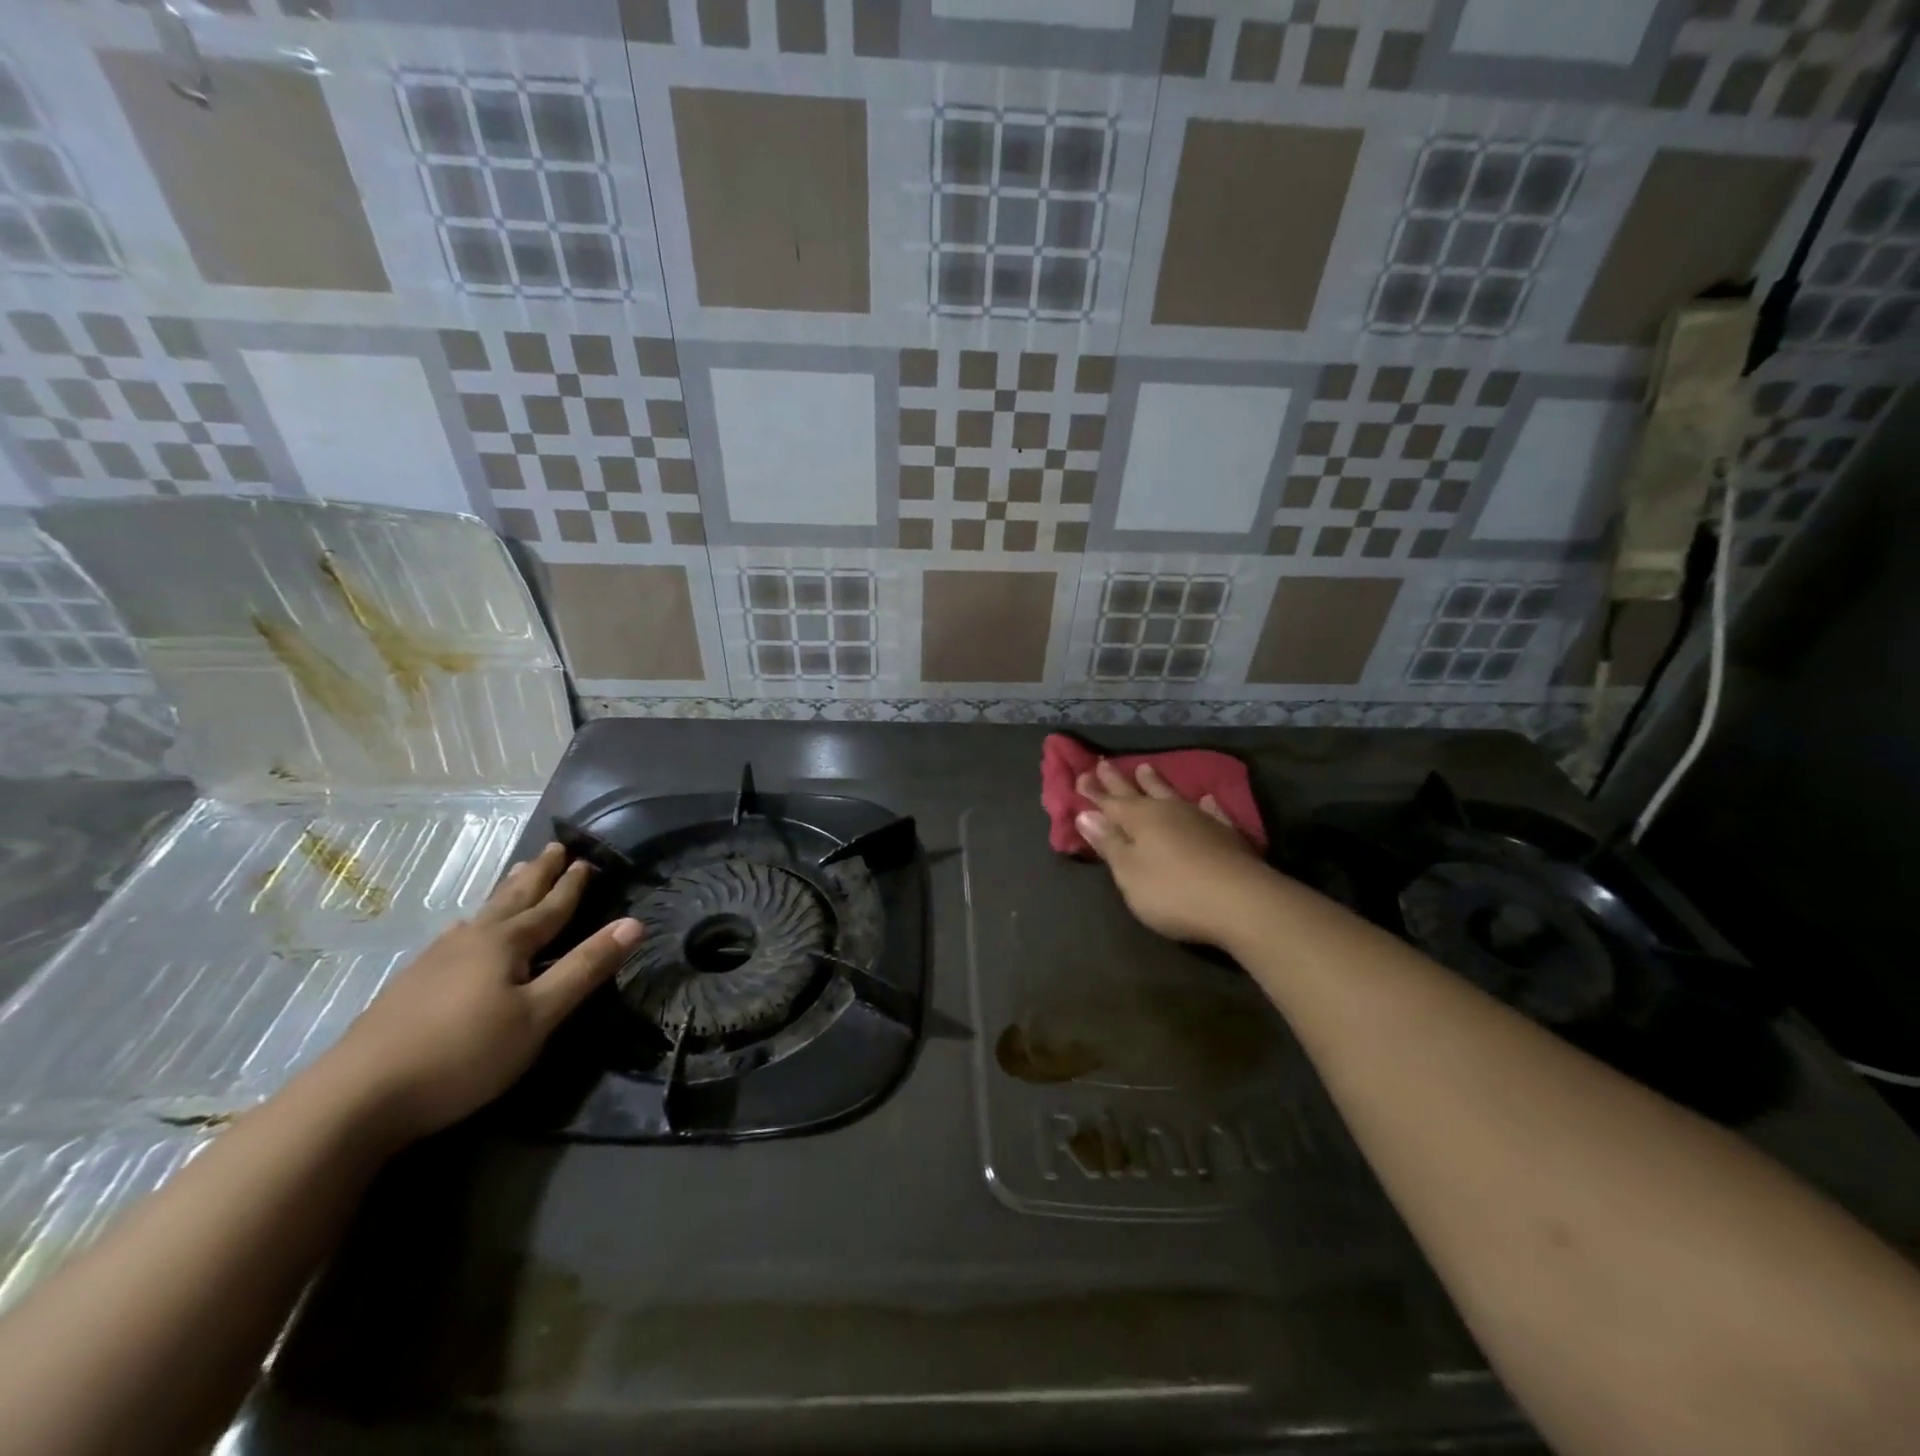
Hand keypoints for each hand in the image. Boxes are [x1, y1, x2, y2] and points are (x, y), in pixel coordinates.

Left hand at [321, 843, 640, 1144]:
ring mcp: (434, 962)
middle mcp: (471, 941)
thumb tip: (634, 923)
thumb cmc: (463, 1053)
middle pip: (512, 899)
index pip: (551, 907)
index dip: (572, 885)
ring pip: (481, 915)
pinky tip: (462, 932)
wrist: (355, 1098)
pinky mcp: (409, 986)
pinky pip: (456, 937)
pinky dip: (474, 922)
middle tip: (553, 848)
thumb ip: (585, 969)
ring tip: (516, 876)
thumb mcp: (538, 1016)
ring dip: (505, 893)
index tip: (588, 859)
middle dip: (538, 875)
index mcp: (506, 944)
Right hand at [1075, 760, 1277, 947]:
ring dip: (1157, 782)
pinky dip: (1205, 804)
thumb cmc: (1173, 891)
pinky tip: (1205, 799)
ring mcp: (1200, 820)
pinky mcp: (1227, 835)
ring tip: (1145, 767)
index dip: (1093, 792)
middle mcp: (1168, 811)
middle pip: (1138, 793)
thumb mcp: (1129, 872)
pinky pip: (1212, 811)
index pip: (1109, 802)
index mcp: (1139, 819)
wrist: (1242, 902)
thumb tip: (1085, 815)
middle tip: (1105, 763)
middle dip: (1118, 781)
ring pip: (1172, 795)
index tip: (1079, 775)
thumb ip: (1109, 843)